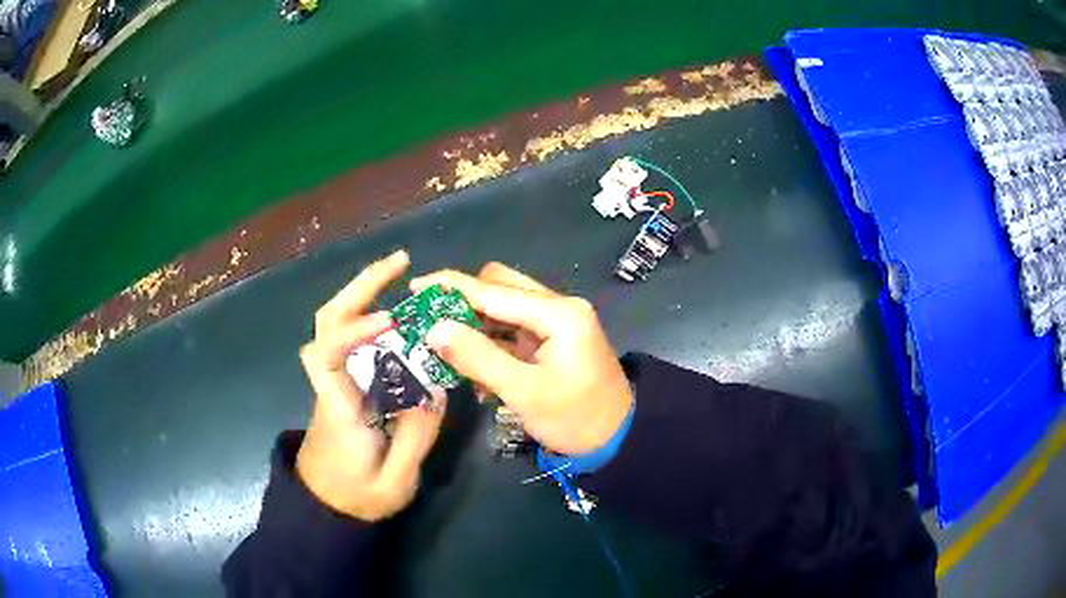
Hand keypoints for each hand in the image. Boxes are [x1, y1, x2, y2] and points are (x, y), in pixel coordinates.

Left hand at [297, 250, 444, 521]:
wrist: (326, 506)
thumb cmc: (356, 498)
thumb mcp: (395, 481)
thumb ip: (416, 435)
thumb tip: (434, 386)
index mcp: (339, 410)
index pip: (326, 357)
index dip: (354, 329)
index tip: (392, 320)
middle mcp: (331, 384)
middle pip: (327, 322)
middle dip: (361, 286)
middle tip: (401, 262)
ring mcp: (334, 380)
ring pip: (335, 324)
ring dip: (365, 292)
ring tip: (402, 273)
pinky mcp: (342, 383)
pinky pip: (350, 338)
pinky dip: (371, 314)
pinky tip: (400, 313)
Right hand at [412, 263, 632, 455]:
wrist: (616, 440)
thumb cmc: (574, 419)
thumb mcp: (523, 391)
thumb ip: (477, 357)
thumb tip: (434, 329)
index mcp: (559, 313)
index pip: (494, 291)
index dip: (451, 288)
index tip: (415, 287)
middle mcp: (559, 307)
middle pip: (500, 287)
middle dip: (463, 301)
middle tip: (428, 319)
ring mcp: (557, 322)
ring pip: (505, 307)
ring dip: (474, 322)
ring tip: (441, 341)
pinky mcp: (552, 340)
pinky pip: (513, 329)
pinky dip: (490, 340)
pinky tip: (469, 361)